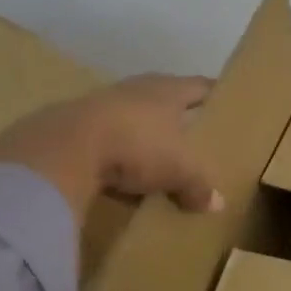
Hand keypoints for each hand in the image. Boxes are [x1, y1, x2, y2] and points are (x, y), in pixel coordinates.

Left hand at [0, 75, 223, 219]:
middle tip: (193, 131)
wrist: (65, 146)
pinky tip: (120, 172)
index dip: (214, 94)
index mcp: (169, 90)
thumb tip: (217, 204)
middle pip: (165, 97)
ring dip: (144, 132)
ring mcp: (104, 103)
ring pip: (133, 116)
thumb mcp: (177, 170)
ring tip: (157, 154)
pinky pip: (107, 137)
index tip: (225, 102)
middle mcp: (139, 89)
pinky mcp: (76, 123)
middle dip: (178, 113)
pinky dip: (117, 151)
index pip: (200, 86)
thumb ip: (198, 185)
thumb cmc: (136, 144)